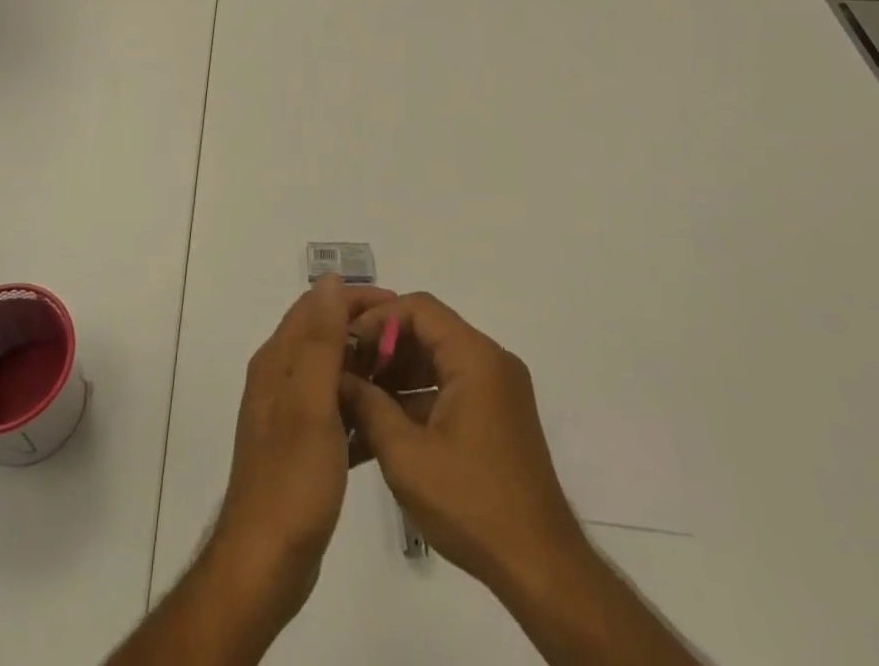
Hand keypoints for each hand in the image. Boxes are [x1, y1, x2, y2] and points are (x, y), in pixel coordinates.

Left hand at [207, 274, 392, 624]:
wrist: (265, 564)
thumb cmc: (291, 480)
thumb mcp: (310, 404)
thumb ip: (321, 341)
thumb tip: (329, 280)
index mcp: (279, 362)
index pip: (317, 307)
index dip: (356, 299)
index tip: (399, 307)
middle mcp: (281, 379)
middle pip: (326, 337)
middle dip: (366, 332)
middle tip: (412, 343)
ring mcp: (292, 416)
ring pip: (335, 375)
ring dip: (368, 369)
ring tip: (410, 376)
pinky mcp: (305, 449)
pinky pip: (339, 413)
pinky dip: (363, 408)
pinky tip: (393, 421)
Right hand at [338, 293, 586, 598]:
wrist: (541, 570)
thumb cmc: (471, 504)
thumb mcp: (406, 456)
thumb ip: (367, 405)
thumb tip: (337, 376)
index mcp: (475, 357)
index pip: (418, 308)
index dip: (377, 319)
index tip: (345, 345)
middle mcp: (491, 361)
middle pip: (428, 330)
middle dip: (383, 347)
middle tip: (345, 371)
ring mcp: (498, 389)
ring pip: (437, 359)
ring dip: (397, 373)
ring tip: (357, 397)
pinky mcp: (498, 416)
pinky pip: (450, 386)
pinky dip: (418, 396)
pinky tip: (384, 423)